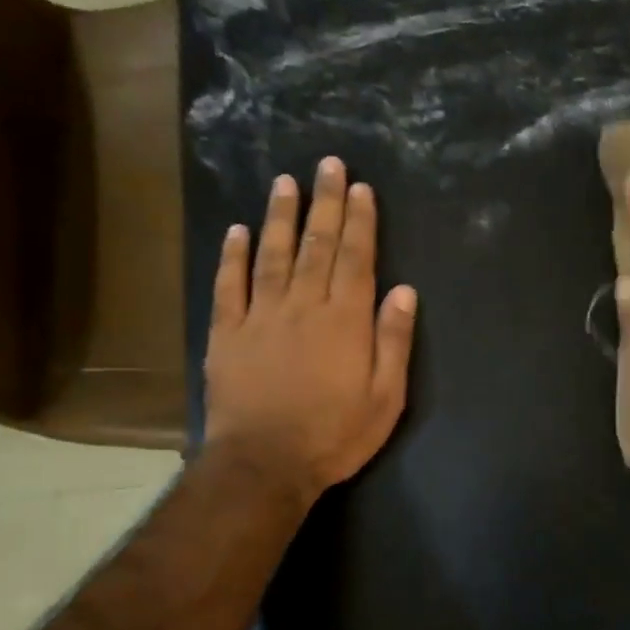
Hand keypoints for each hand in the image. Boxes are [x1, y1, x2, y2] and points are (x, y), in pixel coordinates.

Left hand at [202, 157, 417, 504]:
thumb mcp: (385, 397)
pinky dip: (232, 256)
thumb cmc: (334, 435)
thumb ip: (393, 340)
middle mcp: (304, 306)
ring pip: (272, 255)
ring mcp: (261, 316)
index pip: (356, 259)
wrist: (264, 465)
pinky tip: (237, 230)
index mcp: (345, 320)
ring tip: (285, 182)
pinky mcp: (227, 333)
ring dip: (280, 216)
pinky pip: (229, 286)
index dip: (359, 220)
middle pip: (317, 246)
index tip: (359, 187)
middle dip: (325, 203)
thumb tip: (402, 290)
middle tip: (327, 164)